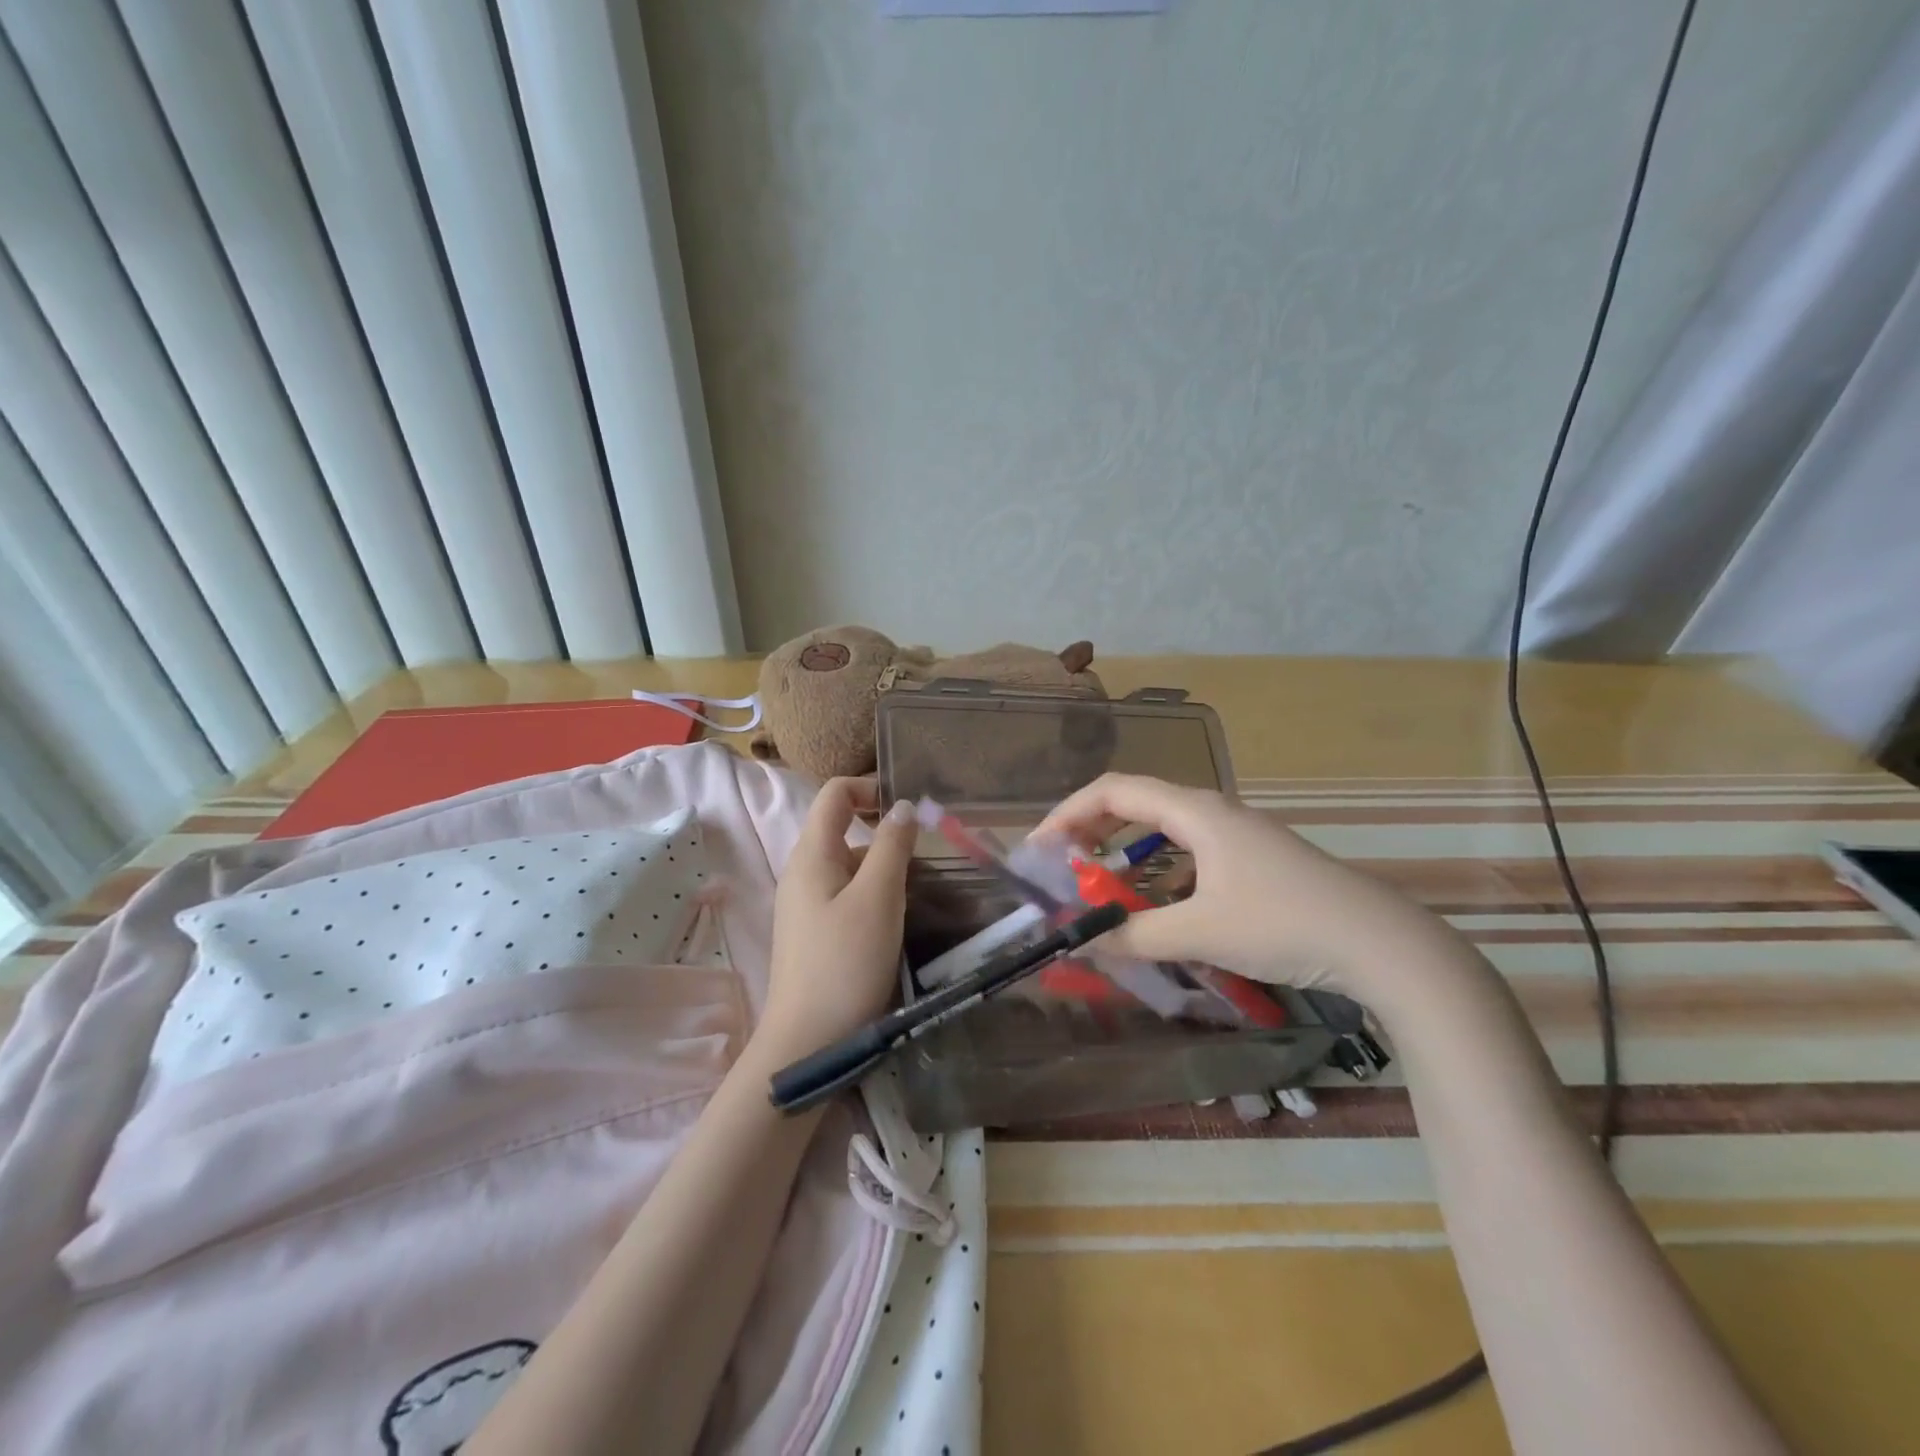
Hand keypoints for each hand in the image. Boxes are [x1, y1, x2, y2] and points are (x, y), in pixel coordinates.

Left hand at [754, 779, 916, 1064]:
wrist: (807, 1044)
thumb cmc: (845, 963)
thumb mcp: (878, 898)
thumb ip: (891, 846)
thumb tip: (902, 806)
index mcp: (811, 854)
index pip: (835, 794)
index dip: (870, 787)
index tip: (909, 808)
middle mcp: (802, 872)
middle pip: (844, 830)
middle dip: (886, 836)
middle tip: (927, 861)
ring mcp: (805, 905)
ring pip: (849, 867)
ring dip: (884, 870)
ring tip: (922, 895)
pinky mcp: (814, 933)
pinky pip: (846, 896)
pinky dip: (874, 896)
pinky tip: (897, 922)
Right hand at [1037, 773, 1457, 1011]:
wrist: (1382, 944)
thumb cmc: (1284, 924)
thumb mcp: (1201, 932)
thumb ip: (1136, 935)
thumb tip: (1083, 940)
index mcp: (1196, 812)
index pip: (1114, 790)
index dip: (1068, 813)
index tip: (1039, 848)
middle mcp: (1213, 812)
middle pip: (1136, 803)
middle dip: (1091, 830)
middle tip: (1062, 865)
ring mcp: (1238, 835)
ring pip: (1164, 830)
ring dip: (1125, 851)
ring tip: (1101, 885)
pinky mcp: (1254, 861)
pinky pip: (1189, 853)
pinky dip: (1158, 871)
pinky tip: (1157, 907)